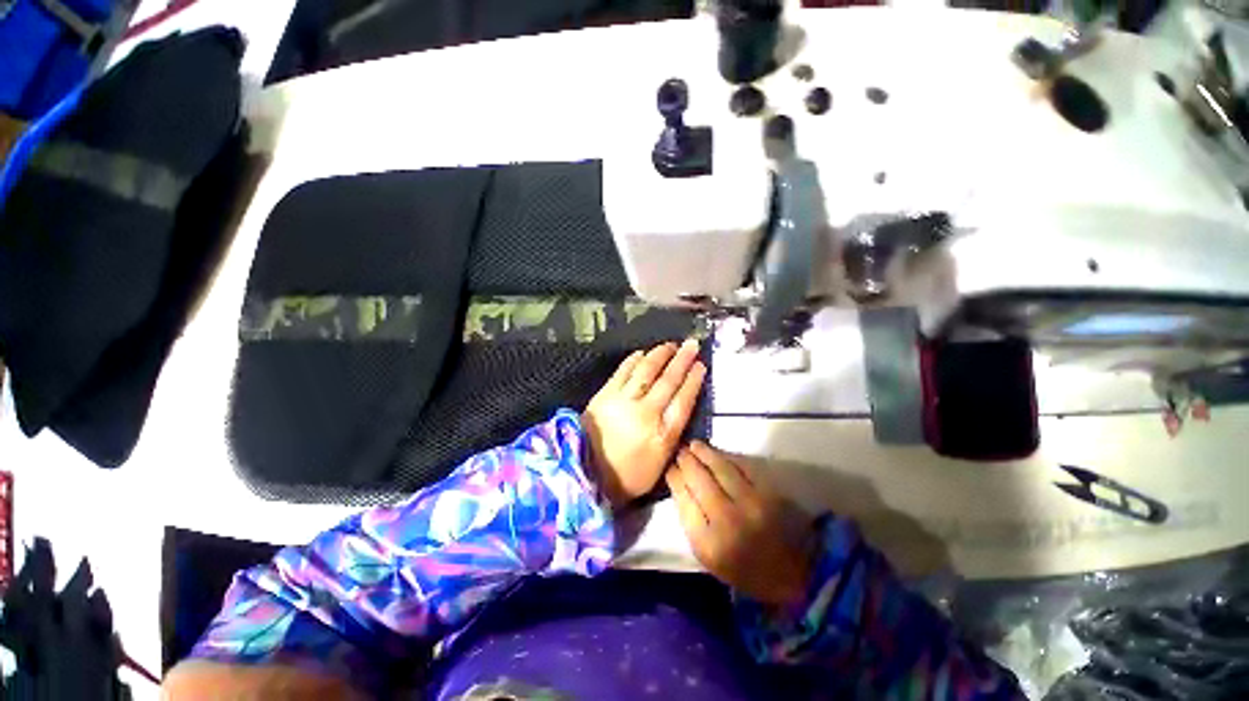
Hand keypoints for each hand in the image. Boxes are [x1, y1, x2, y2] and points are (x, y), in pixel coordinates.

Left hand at [582, 339, 706, 507]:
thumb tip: (681, 406)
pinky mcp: (605, 395)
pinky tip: (642, 352)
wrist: (587, 475)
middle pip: (668, 380)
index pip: (684, 400)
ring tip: (670, 345)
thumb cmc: (628, 475)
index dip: (693, 380)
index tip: (700, 365)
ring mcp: (624, 401)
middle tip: (691, 344)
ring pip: (646, 370)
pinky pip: (622, 371)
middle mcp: (646, 413)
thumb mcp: (660, 463)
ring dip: (660, 354)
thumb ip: (673, 434)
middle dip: (682, 360)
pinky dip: (634, 360)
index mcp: (663, 434)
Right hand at [666, 442, 815, 606]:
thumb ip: (690, 520)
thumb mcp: (706, 555)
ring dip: (704, 452)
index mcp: (708, 543)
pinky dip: (727, 456)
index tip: (669, 466)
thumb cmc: (741, 568)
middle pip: (699, 479)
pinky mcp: (769, 492)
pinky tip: (717, 452)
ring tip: (694, 445)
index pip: (683, 499)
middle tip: (679, 450)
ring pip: (720, 468)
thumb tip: (679, 482)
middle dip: (686, 461)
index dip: (674, 477)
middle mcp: (728, 520)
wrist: (791, 576)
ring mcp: (751, 504)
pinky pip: (742, 466)